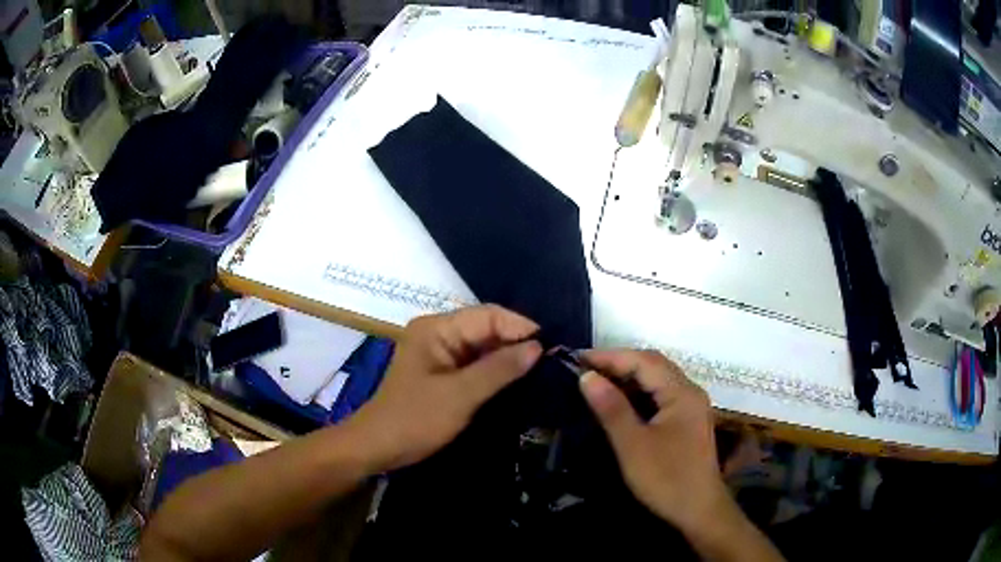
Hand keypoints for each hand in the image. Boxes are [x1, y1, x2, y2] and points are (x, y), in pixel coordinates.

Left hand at [347, 305, 541, 472]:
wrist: (379, 447)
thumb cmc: (415, 419)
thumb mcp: (461, 395)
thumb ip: (500, 369)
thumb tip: (538, 347)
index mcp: (437, 328)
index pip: (488, 315)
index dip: (520, 327)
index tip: (551, 347)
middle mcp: (438, 332)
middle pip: (486, 328)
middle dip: (516, 341)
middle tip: (551, 360)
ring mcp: (439, 352)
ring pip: (483, 346)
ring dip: (508, 357)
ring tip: (542, 369)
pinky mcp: (442, 371)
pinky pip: (475, 362)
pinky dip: (495, 370)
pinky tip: (518, 378)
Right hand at [578, 349, 726, 532]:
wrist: (698, 510)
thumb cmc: (666, 478)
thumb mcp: (633, 445)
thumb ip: (611, 408)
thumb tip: (587, 376)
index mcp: (681, 392)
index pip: (644, 361)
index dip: (610, 356)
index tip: (577, 358)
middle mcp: (689, 391)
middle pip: (653, 365)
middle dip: (619, 362)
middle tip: (584, 368)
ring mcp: (690, 406)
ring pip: (657, 379)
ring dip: (628, 376)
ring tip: (597, 380)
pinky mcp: (687, 420)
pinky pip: (660, 394)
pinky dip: (638, 392)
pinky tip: (620, 401)